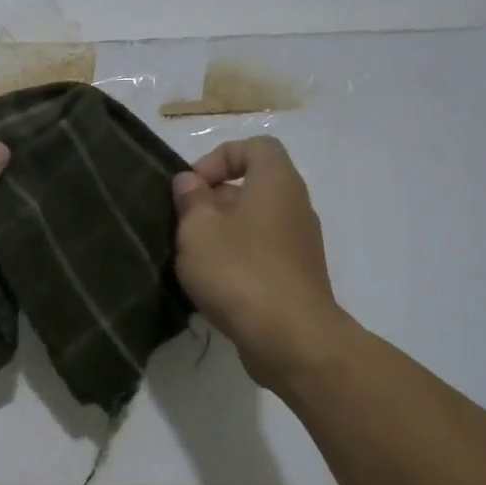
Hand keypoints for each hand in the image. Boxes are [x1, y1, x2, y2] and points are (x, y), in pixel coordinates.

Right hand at [171, 137, 352, 381]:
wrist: (290, 337)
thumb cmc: (239, 270)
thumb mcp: (197, 228)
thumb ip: (190, 199)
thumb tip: (190, 182)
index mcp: (277, 183)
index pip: (255, 147)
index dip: (220, 157)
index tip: (193, 187)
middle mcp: (296, 206)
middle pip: (253, 186)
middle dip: (214, 200)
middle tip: (184, 224)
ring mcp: (301, 244)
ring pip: (256, 222)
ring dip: (222, 233)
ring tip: (194, 258)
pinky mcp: (297, 277)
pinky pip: (263, 253)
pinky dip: (237, 260)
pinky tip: (214, 285)